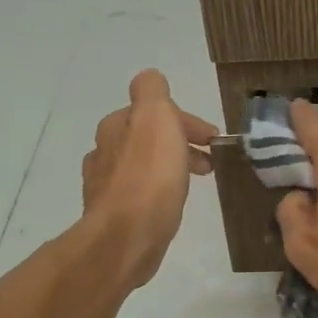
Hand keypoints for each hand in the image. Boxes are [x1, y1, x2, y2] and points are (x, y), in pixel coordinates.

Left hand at [82, 70, 217, 288]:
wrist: (127, 237)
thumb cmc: (149, 176)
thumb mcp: (157, 118)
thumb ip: (154, 93)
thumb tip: (151, 81)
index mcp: (116, 125)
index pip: (154, 110)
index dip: (186, 120)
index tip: (213, 139)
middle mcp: (105, 151)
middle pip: (147, 138)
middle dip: (180, 144)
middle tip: (209, 162)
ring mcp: (104, 185)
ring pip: (143, 166)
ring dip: (170, 167)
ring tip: (194, 183)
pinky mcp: (112, 215)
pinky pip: (139, 193)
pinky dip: (158, 191)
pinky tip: (168, 204)